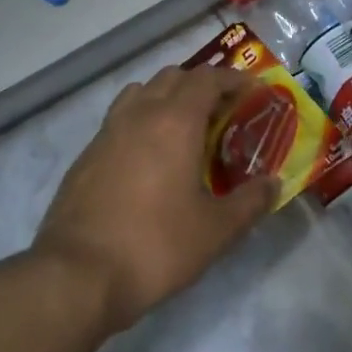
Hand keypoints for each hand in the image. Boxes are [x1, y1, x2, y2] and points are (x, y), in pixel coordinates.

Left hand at [32, 65, 276, 334]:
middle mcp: (139, 114)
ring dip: (167, 96)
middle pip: (172, 77)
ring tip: (184, 126)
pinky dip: (141, 120)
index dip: (233, 79)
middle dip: (201, 84)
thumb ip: (250, 202)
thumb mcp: (216, 231)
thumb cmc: (156, 245)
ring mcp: (107, 132)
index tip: (252, 90)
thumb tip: (273, 184)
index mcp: (174, 121)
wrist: (78, 275)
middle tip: (223, 109)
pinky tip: (149, 156)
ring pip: (141, 92)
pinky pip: (119, 118)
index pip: (207, 79)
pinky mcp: (86, 154)